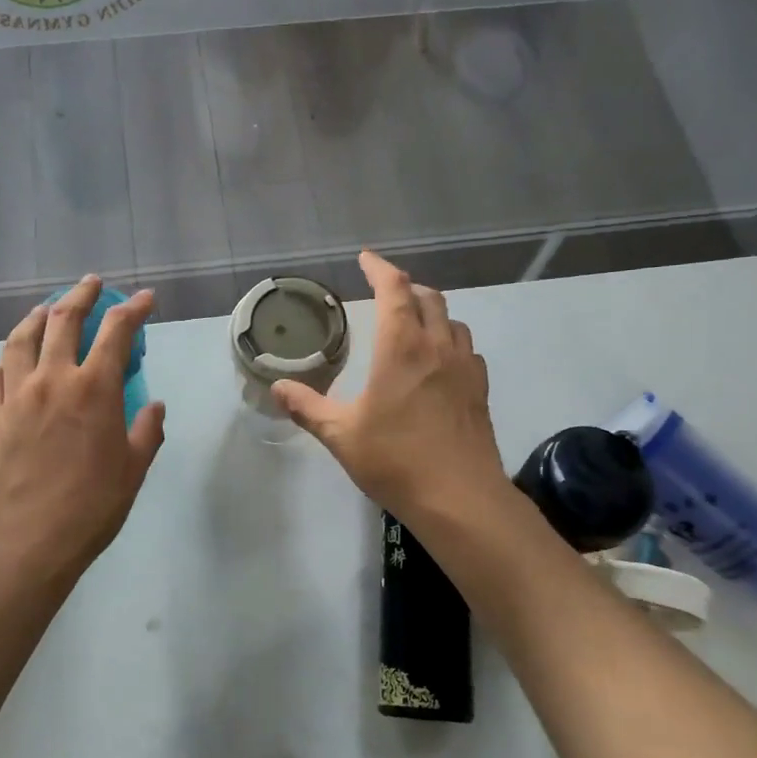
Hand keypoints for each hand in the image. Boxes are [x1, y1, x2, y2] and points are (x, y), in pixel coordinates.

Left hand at [0, 276, 166, 590]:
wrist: (31, 542)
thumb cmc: (93, 507)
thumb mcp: (135, 469)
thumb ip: (147, 431)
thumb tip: (155, 406)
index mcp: (95, 389)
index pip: (116, 332)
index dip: (133, 309)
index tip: (144, 297)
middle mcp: (53, 380)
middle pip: (63, 321)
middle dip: (80, 296)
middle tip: (91, 284)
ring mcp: (17, 396)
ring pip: (21, 339)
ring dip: (36, 316)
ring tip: (46, 308)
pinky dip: (6, 360)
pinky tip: (11, 361)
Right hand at [273, 251, 510, 527]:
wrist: (460, 499)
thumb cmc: (396, 460)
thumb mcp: (341, 435)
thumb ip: (308, 407)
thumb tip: (276, 387)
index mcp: (403, 347)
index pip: (395, 289)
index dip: (379, 268)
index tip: (365, 258)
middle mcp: (438, 347)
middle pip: (429, 297)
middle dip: (406, 287)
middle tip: (386, 292)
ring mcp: (465, 368)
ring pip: (452, 321)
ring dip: (431, 313)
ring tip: (412, 324)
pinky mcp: (480, 391)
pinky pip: (466, 350)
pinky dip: (450, 342)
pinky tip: (439, 364)